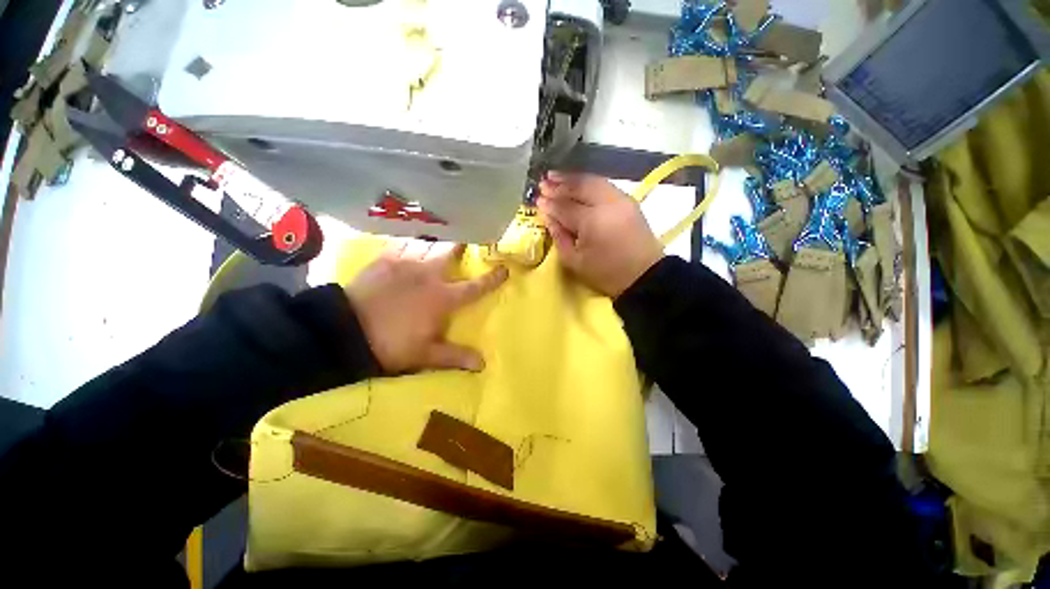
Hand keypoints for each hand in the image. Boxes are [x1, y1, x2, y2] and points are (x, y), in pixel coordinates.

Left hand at [346, 241, 507, 373]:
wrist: (345, 331)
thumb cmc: (391, 344)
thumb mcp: (426, 355)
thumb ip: (455, 356)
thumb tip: (483, 364)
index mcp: (442, 298)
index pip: (474, 287)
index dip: (491, 279)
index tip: (504, 269)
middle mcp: (429, 275)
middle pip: (450, 253)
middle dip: (460, 246)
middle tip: (466, 241)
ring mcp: (405, 264)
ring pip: (428, 246)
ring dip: (436, 244)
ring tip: (438, 242)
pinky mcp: (385, 260)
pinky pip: (403, 244)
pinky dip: (411, 242)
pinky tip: (410, 244)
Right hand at [537, 172, 663, 297]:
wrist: (644, 275)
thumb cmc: (606, 273)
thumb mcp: (575, 261)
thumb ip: (559, 236)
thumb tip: (548, 216)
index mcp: (592, 221)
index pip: (565, 207)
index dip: (550, 204)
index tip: (537, 201)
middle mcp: (607, 204)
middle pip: (580, 187)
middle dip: (559, 184)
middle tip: (543, 182)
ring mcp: (620, 199)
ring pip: (593, 181)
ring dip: (573, 179)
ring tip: (555, 176)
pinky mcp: (629, 201)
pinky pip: (604, 185)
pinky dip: (588, 182)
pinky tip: (577, 183)